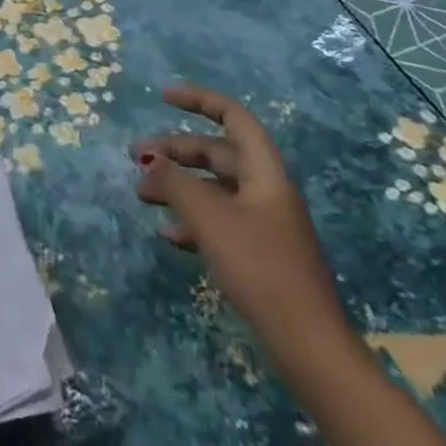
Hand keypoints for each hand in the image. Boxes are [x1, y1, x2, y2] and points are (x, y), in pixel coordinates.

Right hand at [134, 85, 352, 371]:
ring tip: (141, 195)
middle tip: (135, 158)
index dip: (199, 100)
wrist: (309, 347)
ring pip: (213, 188)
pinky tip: (168, 235)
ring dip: (178, 186)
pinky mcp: (258, 253)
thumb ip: (176, 183)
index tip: (163, 98)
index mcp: (264, 172)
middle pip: (216, 152)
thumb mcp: (211, 220)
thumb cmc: (261, 269)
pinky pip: (219, 220)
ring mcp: (264, 223)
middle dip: (175, 151)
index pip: (233, 117)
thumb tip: (149, 158)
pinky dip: (192, 220)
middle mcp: (266, 189)